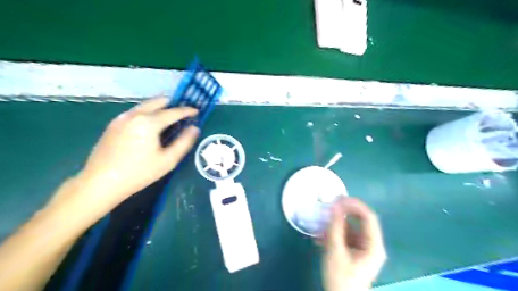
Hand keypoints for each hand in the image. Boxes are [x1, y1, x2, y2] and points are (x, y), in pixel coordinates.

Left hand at [66, 98, 198, 213]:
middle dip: (173, 104)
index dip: (187, 111)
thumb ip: (184, 142)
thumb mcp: (168, 160)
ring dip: (160, 108)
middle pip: (157, 102)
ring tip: (169, 118)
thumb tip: (194, 128)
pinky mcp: (113, 124)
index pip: (173, 112)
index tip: (196, 111)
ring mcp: (121, 118)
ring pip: (145, 105)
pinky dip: (148, 113)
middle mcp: (134, 114)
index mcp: (149, 122)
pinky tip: (151, 125)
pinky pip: (135, 112)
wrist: (101, 182)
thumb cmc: (139, 173)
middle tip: (183, 113)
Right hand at [323, 196, 385, 289]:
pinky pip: (345, 237)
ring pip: (350, 229)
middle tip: (329, 204)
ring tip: (320, 224)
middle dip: (344, 213)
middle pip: (359, 221)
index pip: (368, 217)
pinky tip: (320, 238)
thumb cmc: (341, 278)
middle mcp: (371, 244)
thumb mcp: (336, 251)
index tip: (338, 199)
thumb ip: (335, 227)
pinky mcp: (354, 252)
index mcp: (373, 245)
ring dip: (335, 225)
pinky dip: (334, 234)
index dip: (354, 205)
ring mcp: (363, 248)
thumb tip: (335, 205)